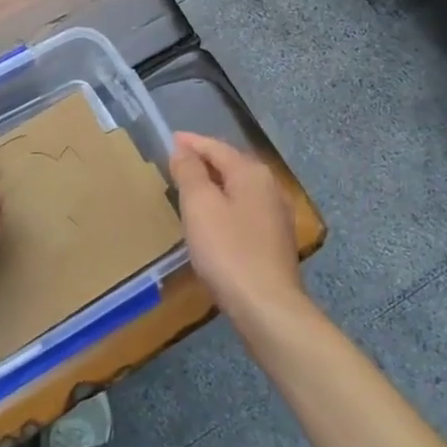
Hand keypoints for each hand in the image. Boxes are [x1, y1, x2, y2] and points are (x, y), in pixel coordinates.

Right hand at [170, 131, 305, 330]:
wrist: (267, 307)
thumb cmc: (228, 251)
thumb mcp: (200, 206)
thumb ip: (190, 172)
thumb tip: (183, 150)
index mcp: (252, 173)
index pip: (216, 147)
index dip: (191, 142)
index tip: (170, 139)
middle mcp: (270, 187)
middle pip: (231, 164)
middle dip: (205, 160)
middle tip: (178, 161)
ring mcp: (276, 215)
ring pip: (239, 188)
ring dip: (215, 183)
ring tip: (191, 187)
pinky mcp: (275, 241)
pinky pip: (244, 209)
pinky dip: (226, 204)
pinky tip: (214, 218)